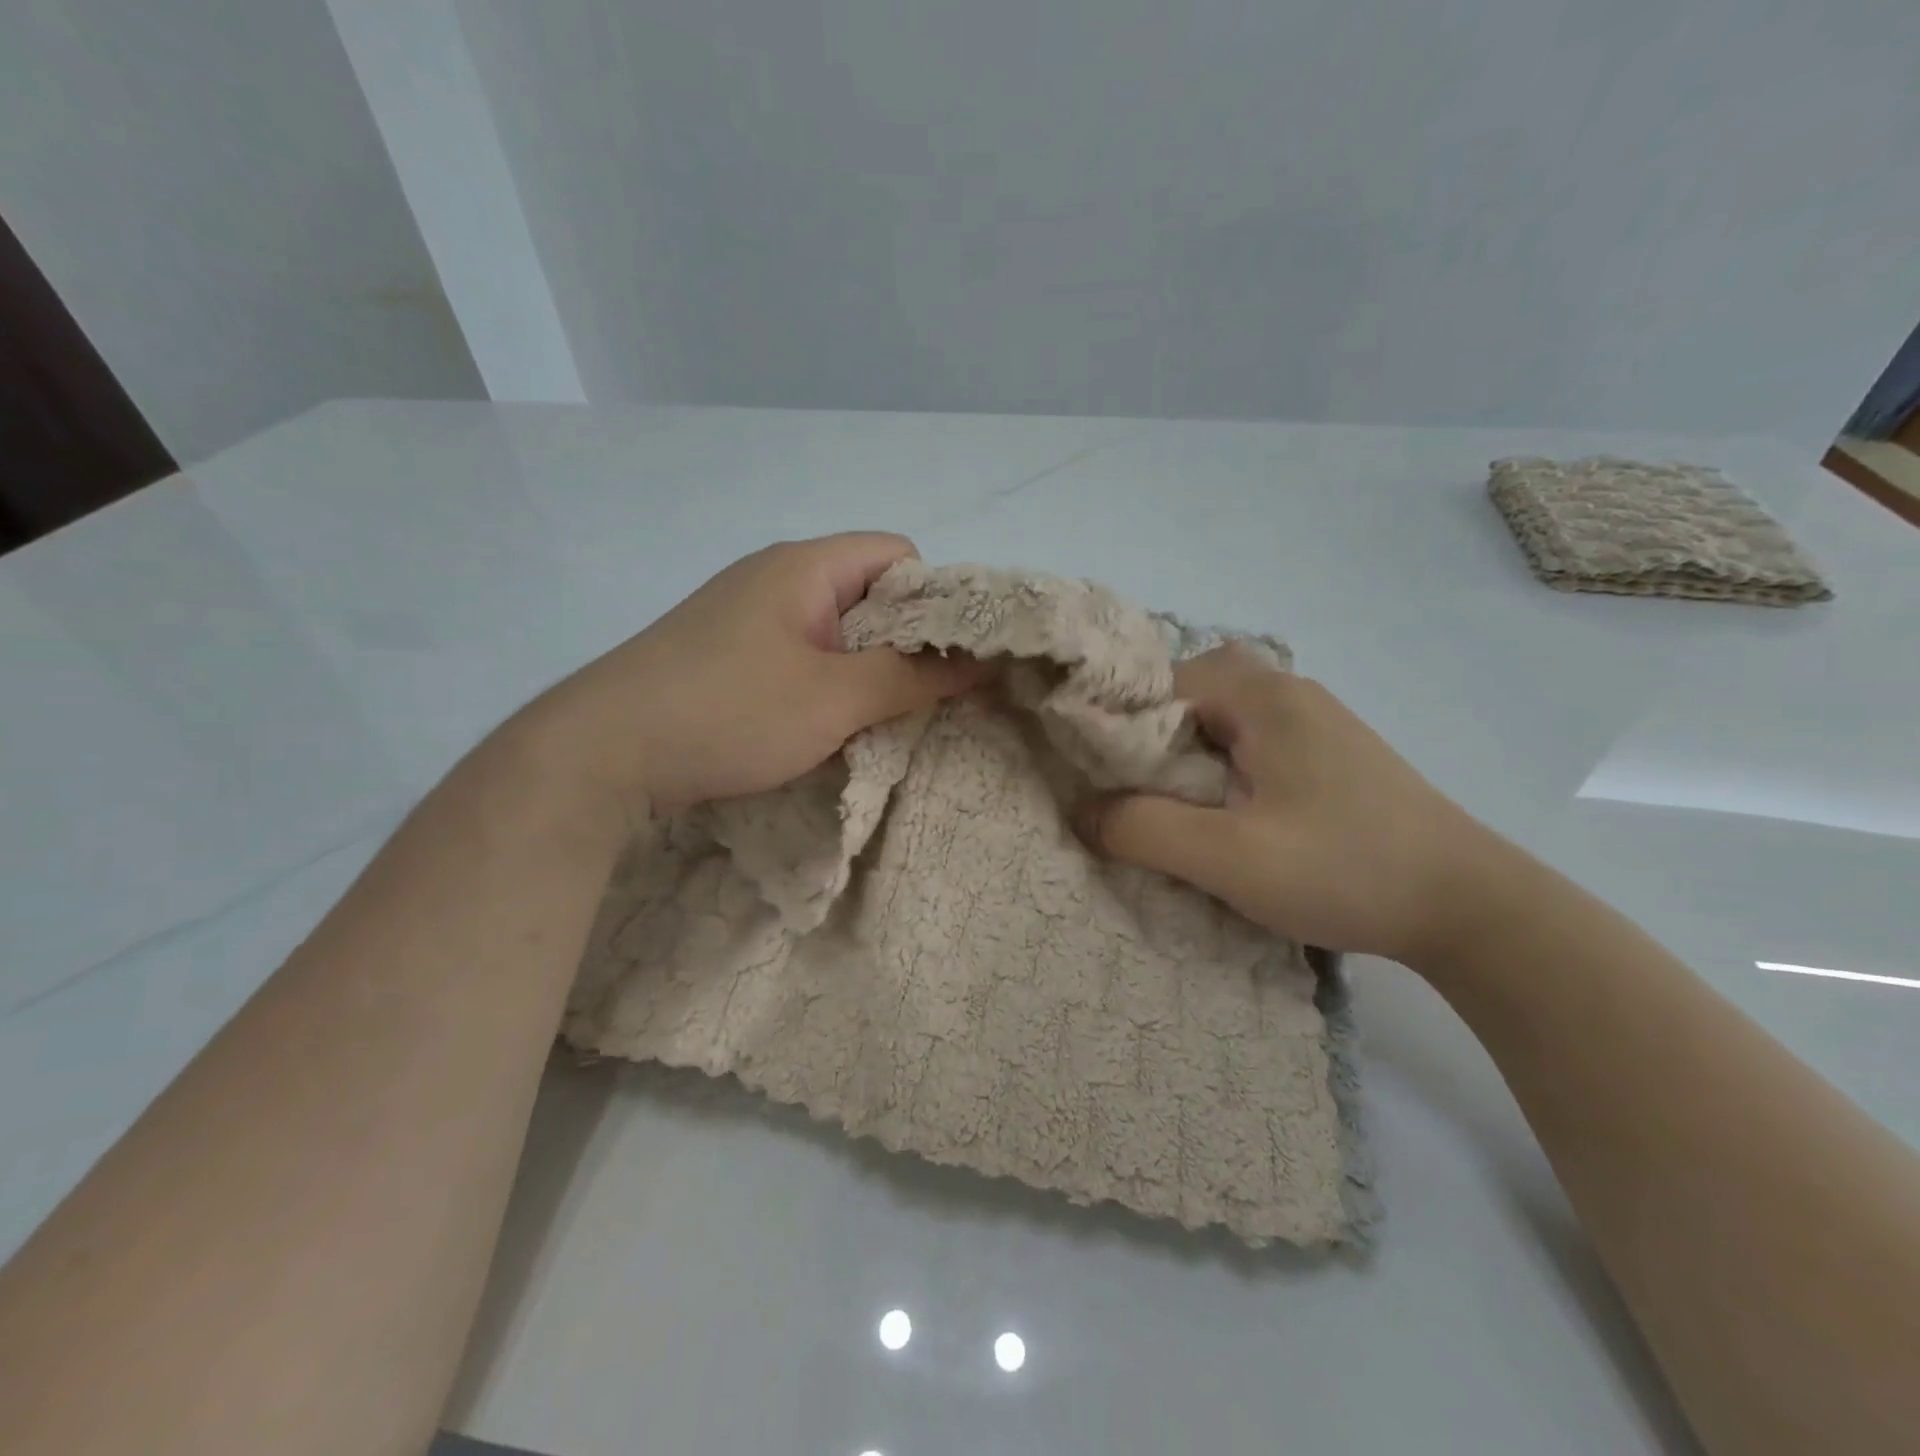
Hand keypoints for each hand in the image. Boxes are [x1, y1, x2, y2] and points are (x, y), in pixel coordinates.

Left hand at [522, 533, 981, 819]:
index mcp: (804, 566)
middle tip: (922, 697)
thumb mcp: (835, 699)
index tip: (946, 656)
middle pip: (868, 594)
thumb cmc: (730, 712)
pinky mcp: (726, 655)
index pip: (898, 554)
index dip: (933, 599)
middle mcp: (775, 578)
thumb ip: (913, 678)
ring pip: (835, 632)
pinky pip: (800, 657)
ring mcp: (746, 617)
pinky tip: (827, 727)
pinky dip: (826, 686)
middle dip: (903, 643)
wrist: (601, 754)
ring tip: (878, 719)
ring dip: (864, 672)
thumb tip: (982, 661)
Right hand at [1078, 645, 1489, 965]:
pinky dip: (1222, 766)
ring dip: (1188, 754)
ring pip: (1222, 718)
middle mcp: (1289, 692)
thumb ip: (1144, 829)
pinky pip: (1253, 740)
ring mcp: (1316, 720)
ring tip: (1172, 806)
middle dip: (1151, 737)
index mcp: (1263, 697)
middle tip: (1133, 790)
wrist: (1469, 907)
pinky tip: (1226, 812)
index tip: (1097, 773)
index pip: (1159, 683)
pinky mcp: (1331, 753)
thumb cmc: (1344, 868)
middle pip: (1190, 693)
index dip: (1118, 723)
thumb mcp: (1229, 857)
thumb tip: (1083, 812)